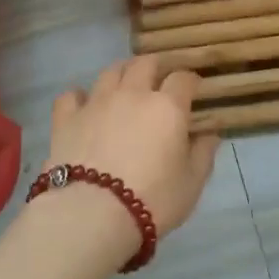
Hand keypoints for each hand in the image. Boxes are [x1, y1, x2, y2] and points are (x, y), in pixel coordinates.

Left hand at [44, 57, 215, 253]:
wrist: (91, 215)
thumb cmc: (152, 201)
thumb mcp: (191, 183)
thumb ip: (203, 153)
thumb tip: (210, 133)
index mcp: (167, 106)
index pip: (183, 78)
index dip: (191, 80)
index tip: (194, 89)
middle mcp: (132, 94)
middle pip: (145, 63)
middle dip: (156, 67)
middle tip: (160, 81)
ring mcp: (96, 102)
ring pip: (110, 72)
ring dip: (121, 74)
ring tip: (125, 88)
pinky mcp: (67, 118)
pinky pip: (71, 95)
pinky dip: (79, 97)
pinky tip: (84, 106)